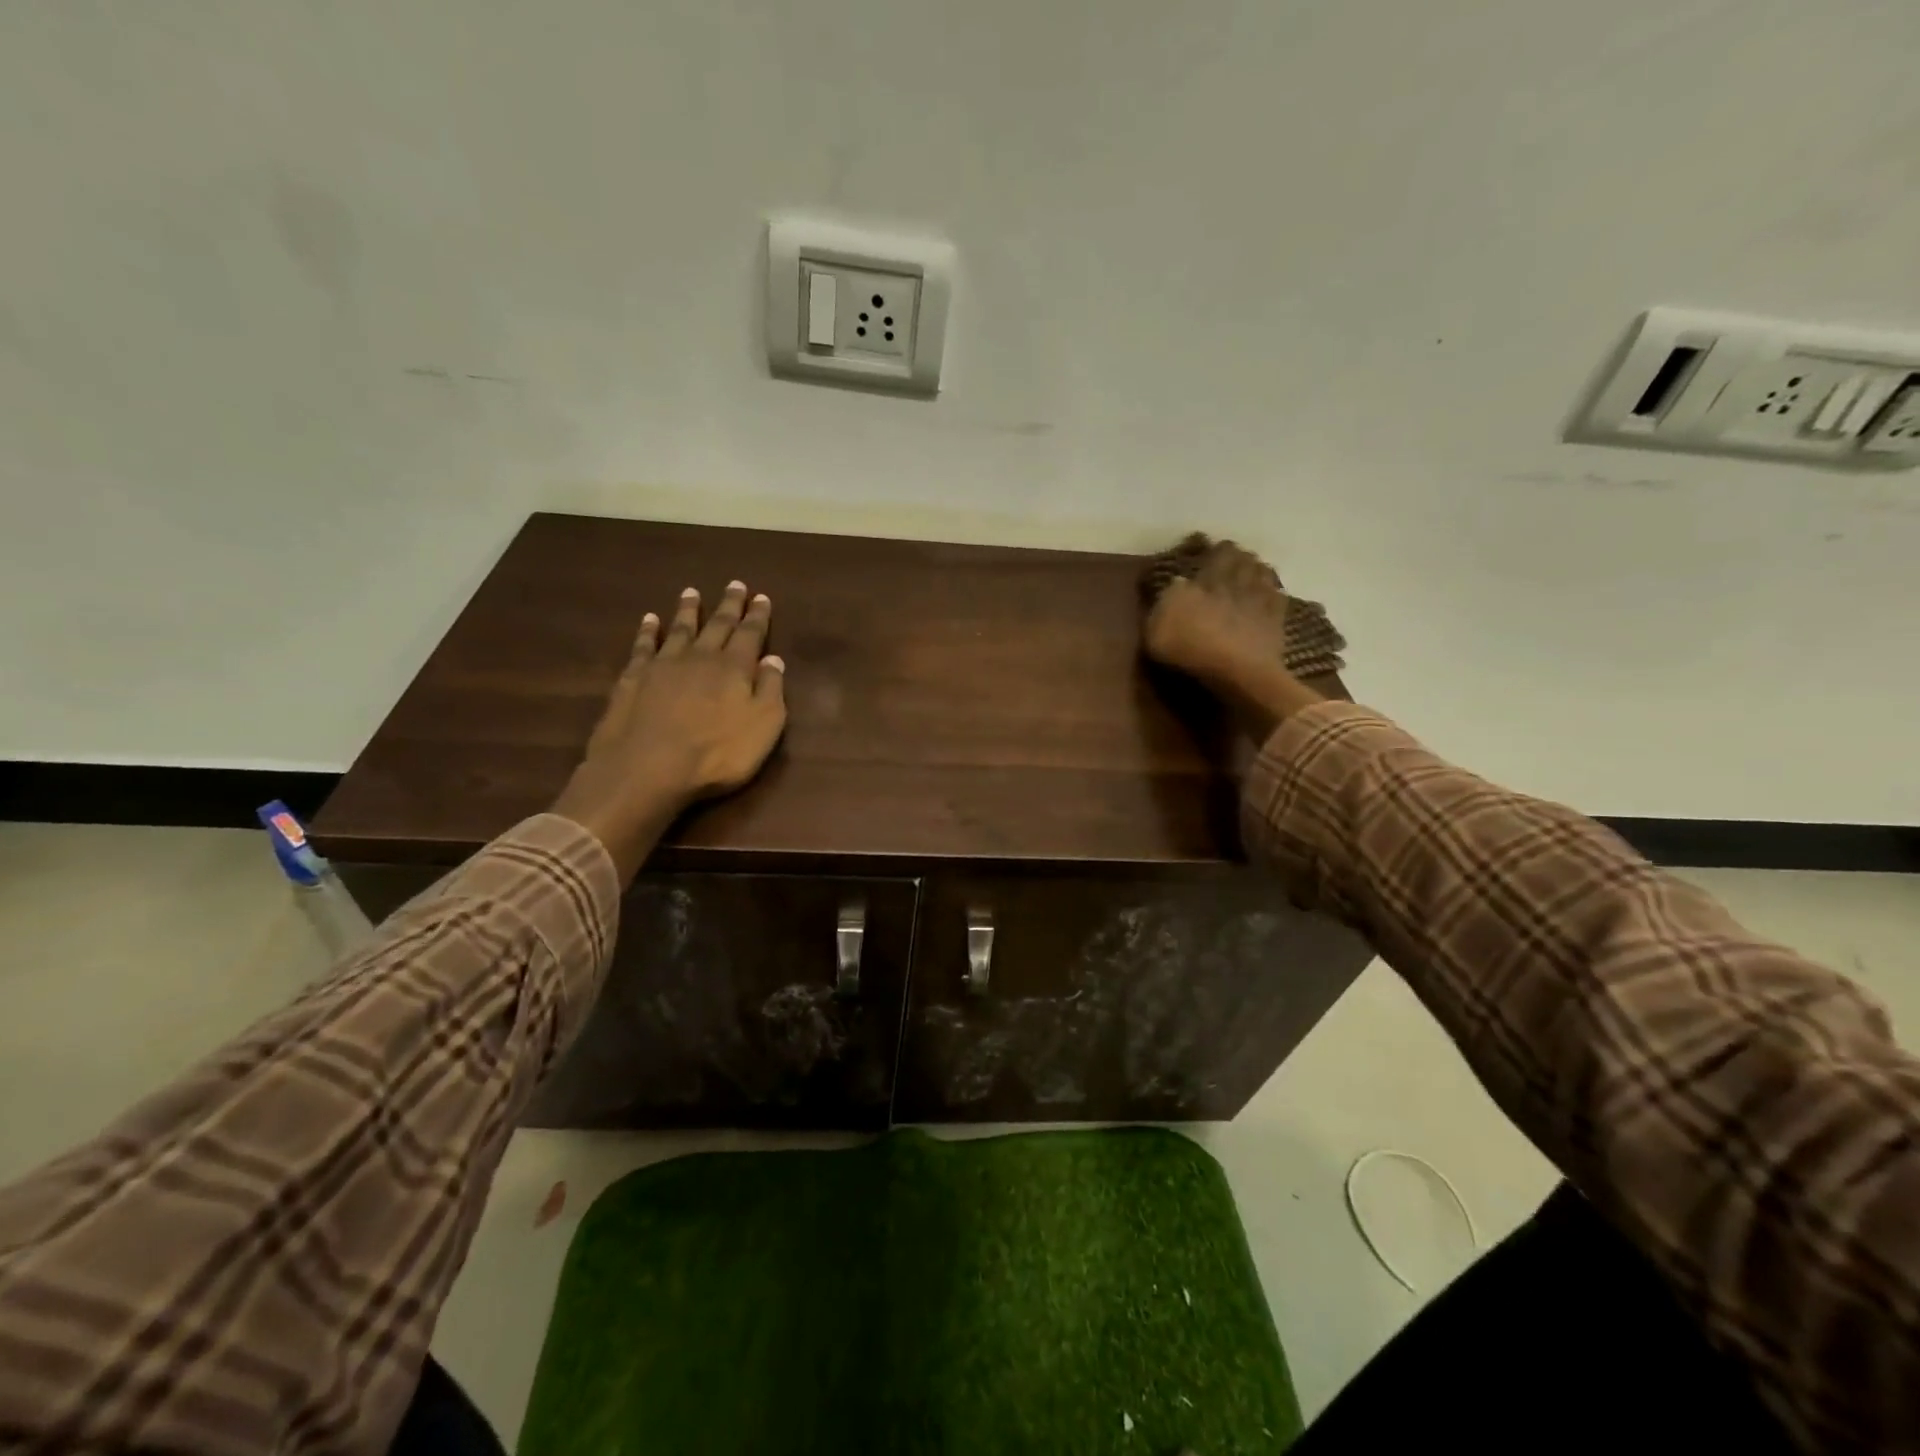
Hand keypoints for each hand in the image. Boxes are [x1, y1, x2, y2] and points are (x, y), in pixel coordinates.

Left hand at [551, 581, 786, 879]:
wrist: (648, 768)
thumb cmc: (717, 754)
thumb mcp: (763, 726)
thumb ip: (770, 690)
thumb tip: (773, 659)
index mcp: (735, 668)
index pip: (750, 634)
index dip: (757, 616)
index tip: (761, 597)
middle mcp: (700, 657)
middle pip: (717, 625)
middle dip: (728, 605)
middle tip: (735, 584)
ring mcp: (663, 665)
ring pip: (680, 629)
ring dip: (688, 610)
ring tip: (692, 592)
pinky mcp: (633, 678)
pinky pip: (643, 646)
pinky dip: (648, 631)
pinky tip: (649, 620)